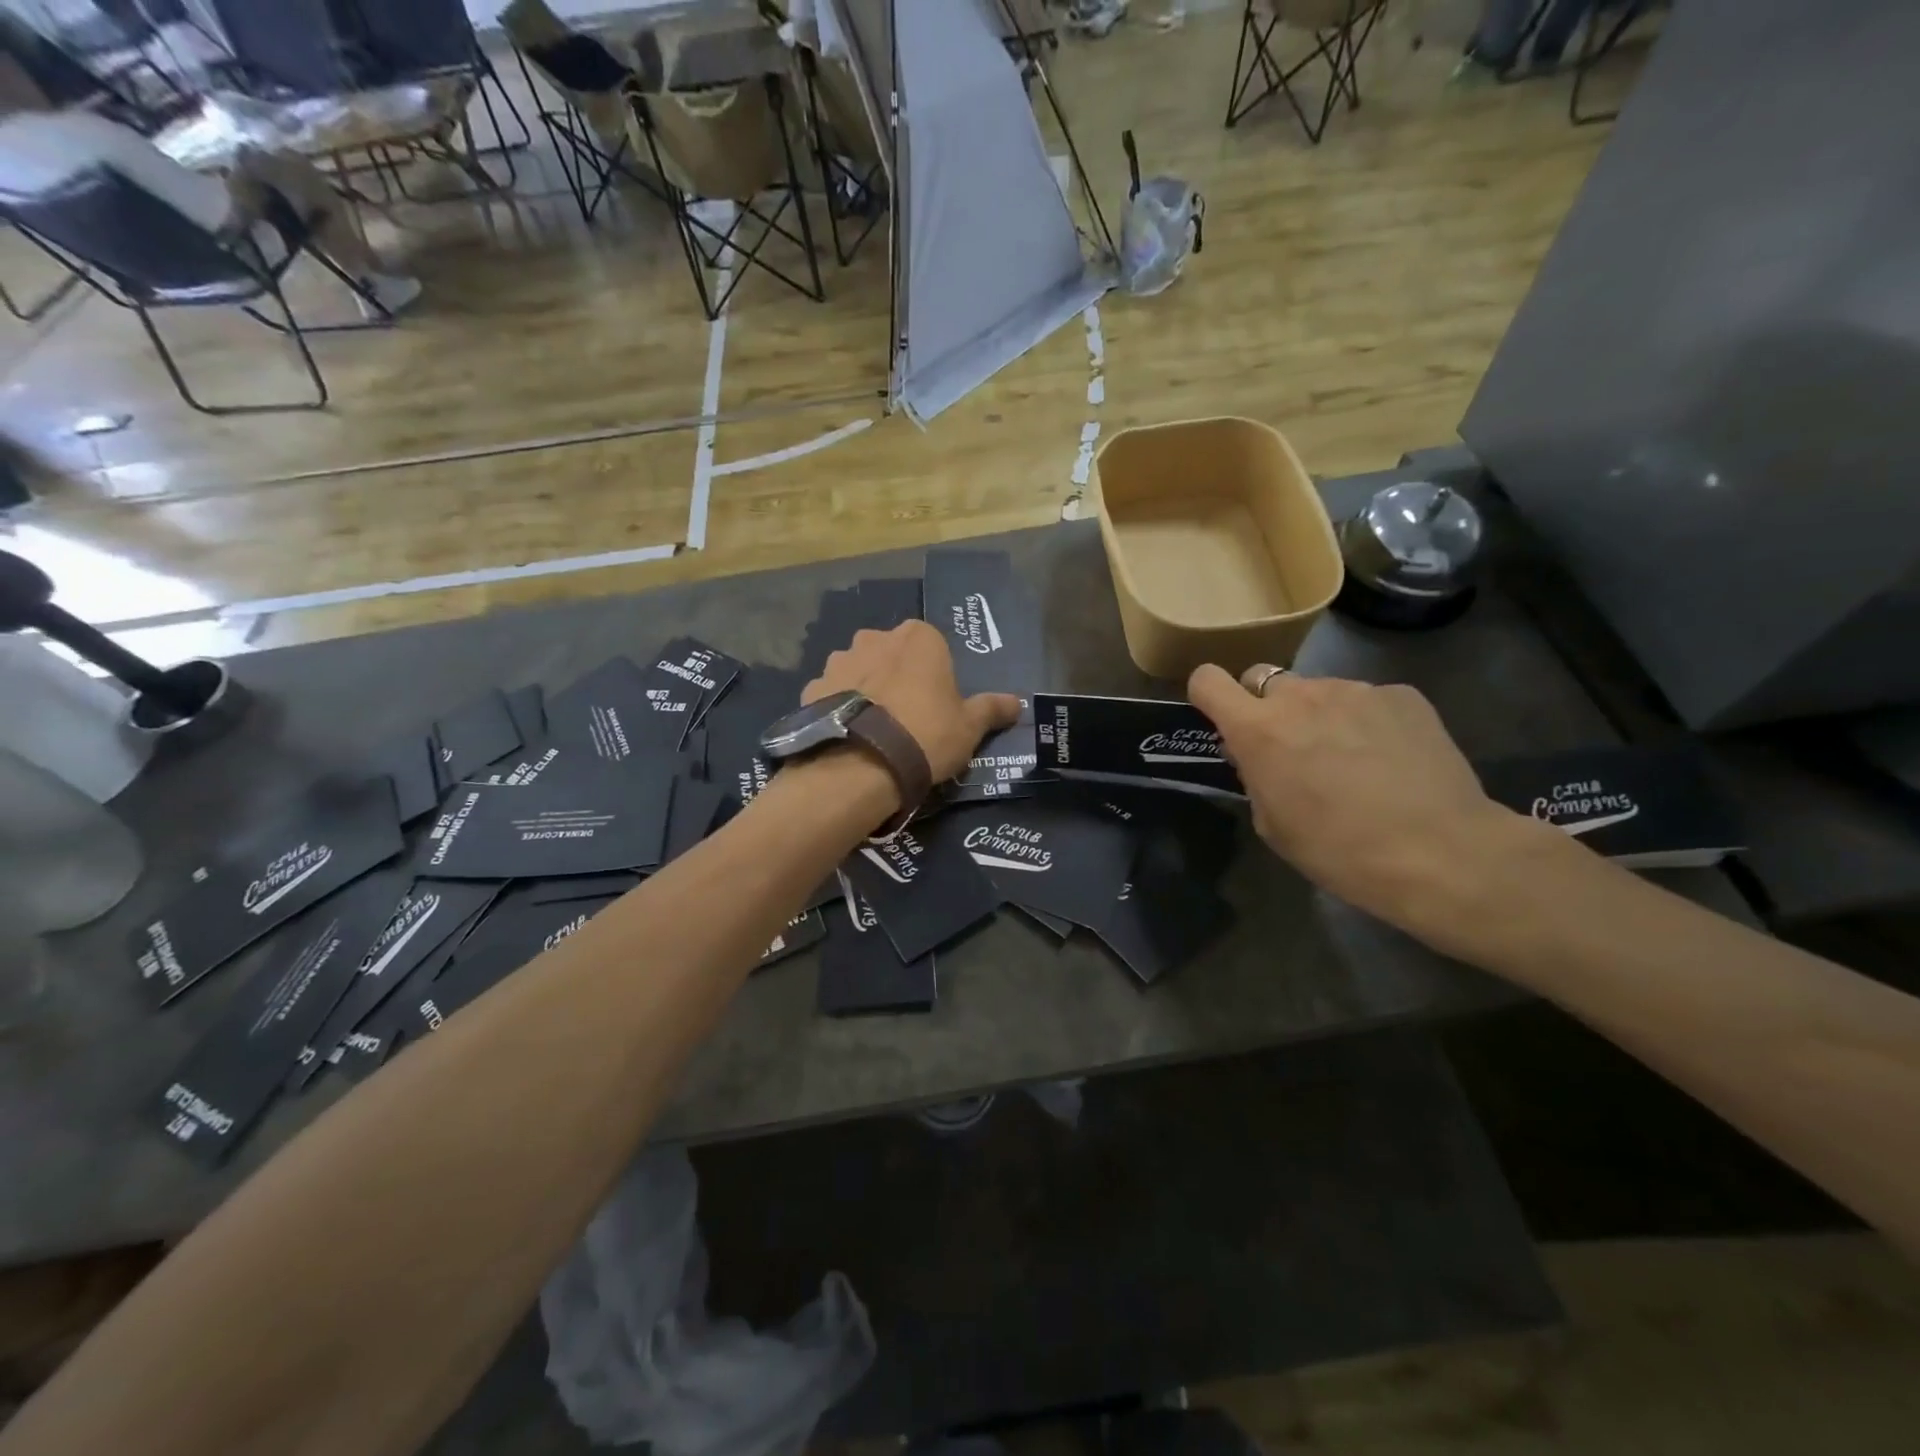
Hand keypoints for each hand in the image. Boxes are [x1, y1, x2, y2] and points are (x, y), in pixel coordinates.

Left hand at [806, 621, 1021, 783]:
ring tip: (873, 728)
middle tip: (907, 716)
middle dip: (897, 675)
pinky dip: (838, 707)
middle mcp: (875, 637)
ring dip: (865, 688)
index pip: (932, 645)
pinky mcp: (812, 687)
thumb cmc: (926, 735)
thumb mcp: (969, 727)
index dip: (935, 674)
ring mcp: (839, 660)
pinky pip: (832, 693)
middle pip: (892, 653)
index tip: (937, 703)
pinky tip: (847, 734)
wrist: (862, 764)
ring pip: (859, 670)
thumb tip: (1018, 703)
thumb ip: (992, 709)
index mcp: (919, 637)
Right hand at [1188, 664, 1530, 939]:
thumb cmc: (1338, 849)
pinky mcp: (1402, 695)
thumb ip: (1254, 775)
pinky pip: (1367, 699)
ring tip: (1352, 758)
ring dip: (1321, 715)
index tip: (1221, 717)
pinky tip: (1391, 759)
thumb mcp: (1273, 824)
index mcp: (1258, 729)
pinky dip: (1367, 721)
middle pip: (1265, 679)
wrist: (1439, 852)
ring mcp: (1355, 689)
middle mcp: (1301, 695)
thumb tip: (1255, 753)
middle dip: (1269, 707)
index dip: (1208, 695)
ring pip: (1319, 691)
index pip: (1208, 680)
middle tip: (1292, 747)